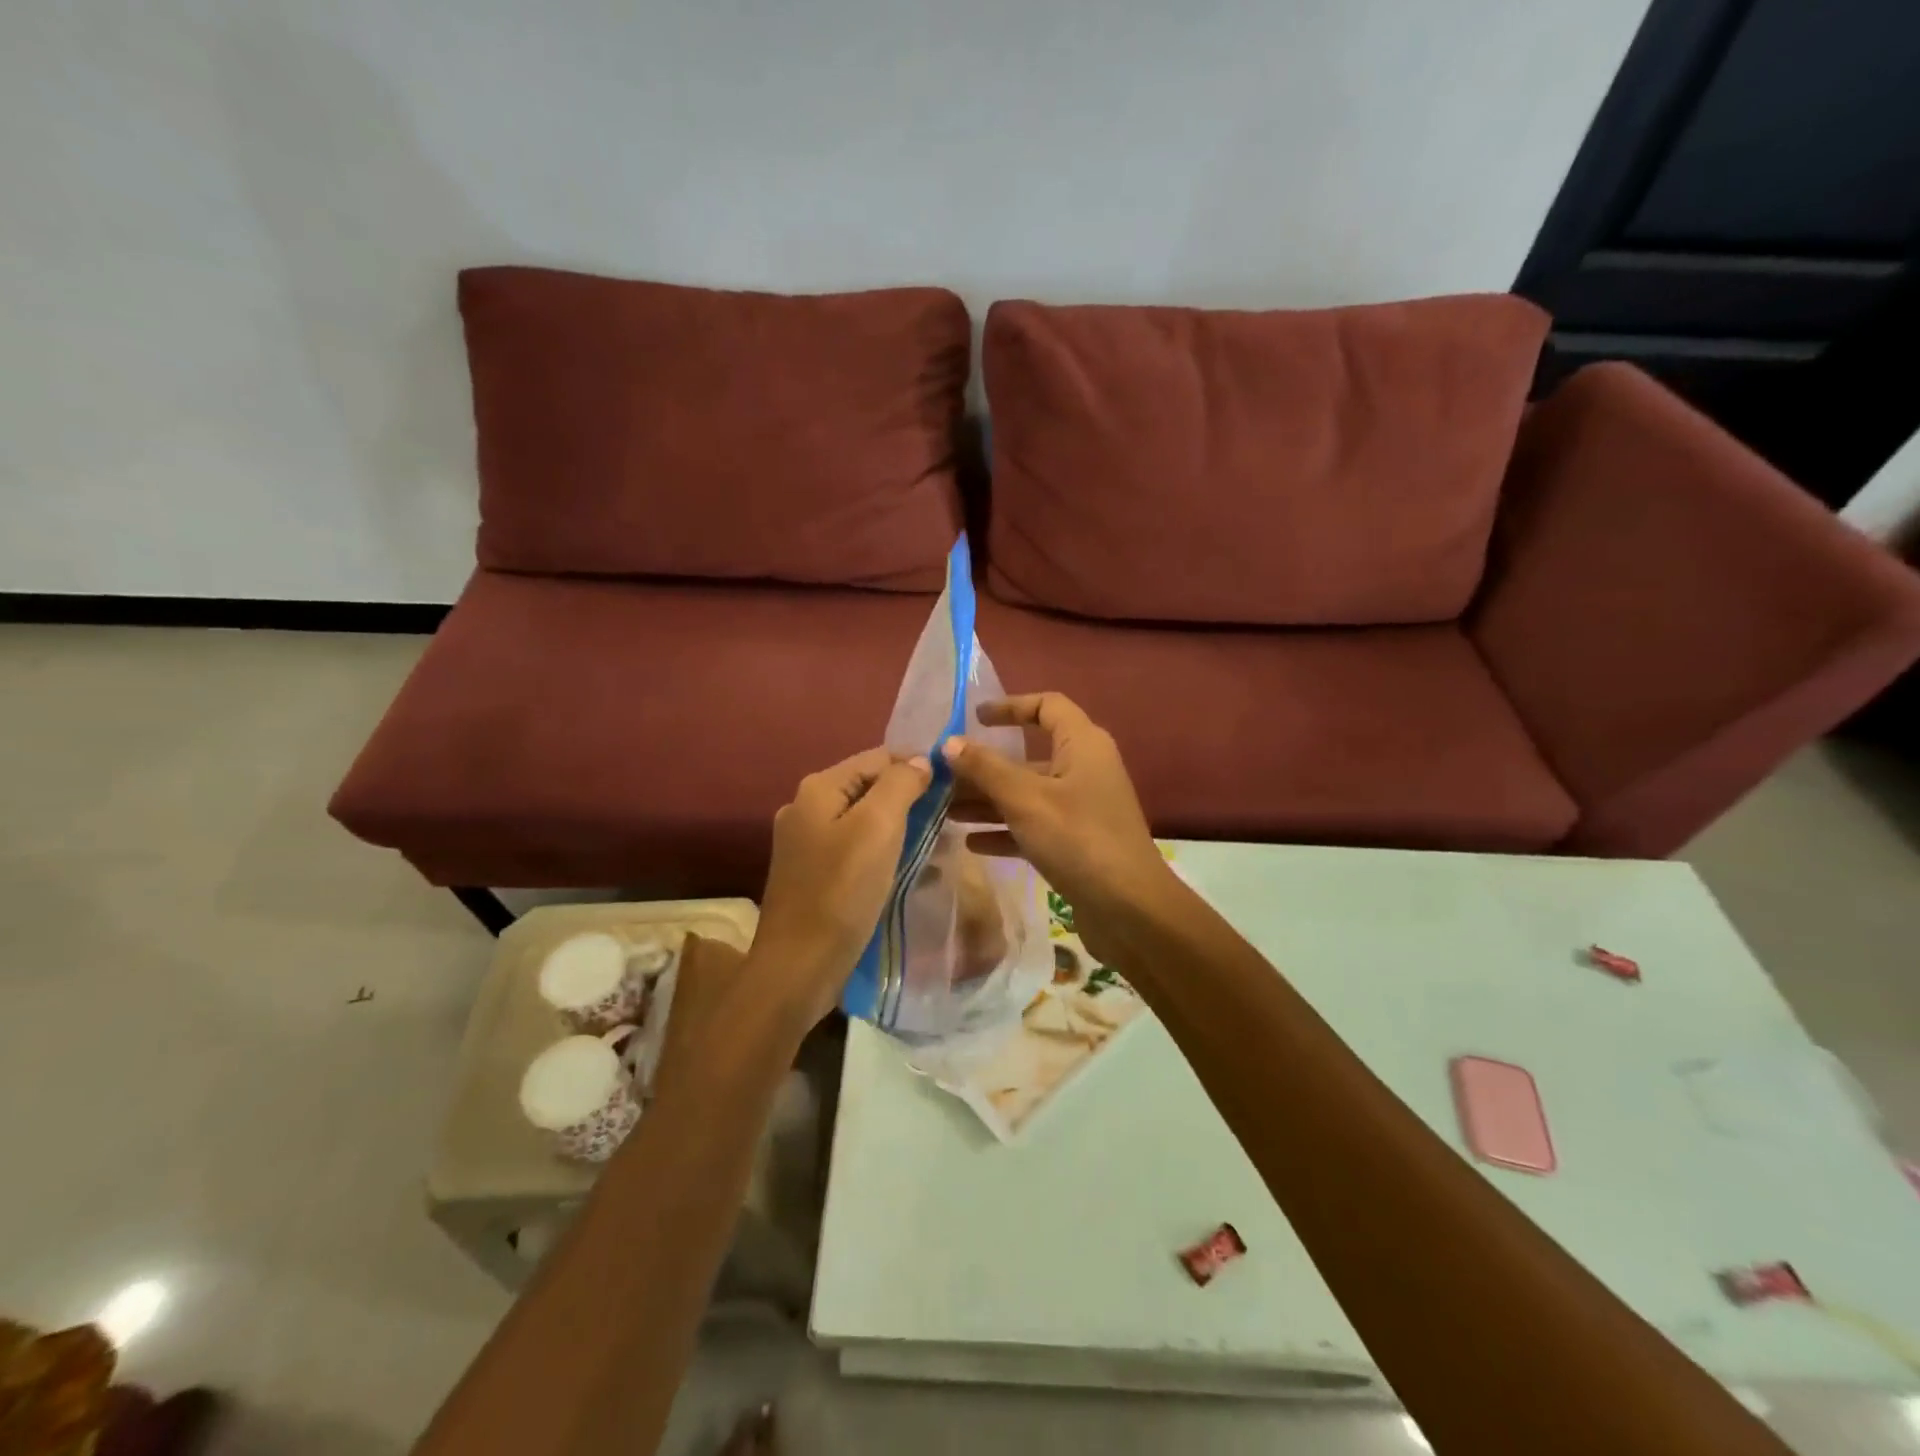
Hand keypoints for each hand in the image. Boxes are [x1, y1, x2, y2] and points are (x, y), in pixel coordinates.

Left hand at [750, 748, 931, 1025]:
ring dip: (899, 827)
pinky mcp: (811, 873)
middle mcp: (806, 807)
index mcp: (818, 788)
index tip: (953, 787)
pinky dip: (882, 851)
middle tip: (948, 818)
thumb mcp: (878, 827)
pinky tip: (907, 868)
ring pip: (864, 819)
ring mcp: (805, 842)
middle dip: (909, 798)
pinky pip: (855, 848)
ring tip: (935, 845)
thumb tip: (920, 760)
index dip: (916, 765)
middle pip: (869, 786)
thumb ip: (901, 784)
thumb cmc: (842, 892)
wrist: (799, 967)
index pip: (877, 757)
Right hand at [943, 693, 1178, 962]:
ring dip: (989, 800)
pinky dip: (1005, 830)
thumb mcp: (1025, 799)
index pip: (1047, 706)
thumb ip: (985, 768)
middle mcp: (1084, 769)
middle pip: (1029, 756)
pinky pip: (1034, 826)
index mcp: (1083, 745)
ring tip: (945, 810)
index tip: (974, 718)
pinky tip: (971, 842)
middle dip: (985, 766)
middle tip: (943, 775)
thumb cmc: (1078, 839)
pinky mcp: (1077, 843)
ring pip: (1028, 793)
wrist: (1129, 910)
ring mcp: (1082, 808)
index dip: (1011, 706)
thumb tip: (949, 742)